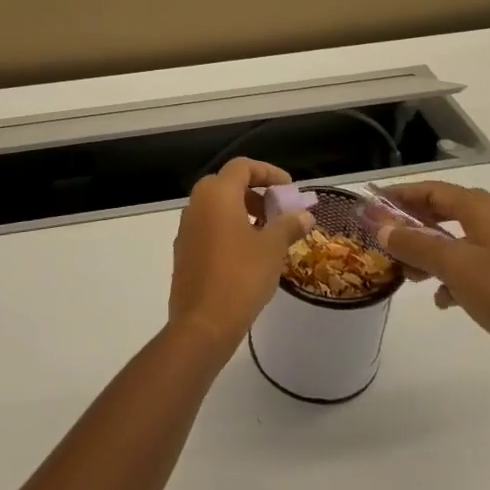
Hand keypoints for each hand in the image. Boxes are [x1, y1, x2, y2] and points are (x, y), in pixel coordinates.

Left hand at [168, 158, 313, 355]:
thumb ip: (288, 225)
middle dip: (255, 192)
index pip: (242, 166)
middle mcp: (197, 204)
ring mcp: (186, 227)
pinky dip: (228, 228)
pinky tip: (247, 253)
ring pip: (216, 206)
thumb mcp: (272, 248)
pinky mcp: (184, 250)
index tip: (289, 187)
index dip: (268, 172)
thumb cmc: (241, 276)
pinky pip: (208, 226)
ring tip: (267, 233)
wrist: (203, 323)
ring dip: (242, 211)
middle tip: (277, 210)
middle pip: (227, 184)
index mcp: (217, 194)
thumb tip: (305, 214)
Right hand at [375, 182, 489, 379]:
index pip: (434, 190)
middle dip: (413, 225)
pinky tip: (441, 299)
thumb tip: (382, 228)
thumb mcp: (454, 266)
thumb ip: (415, 244)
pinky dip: (450, 276)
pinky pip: (470, 267)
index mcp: (484, 211)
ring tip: (407, 274)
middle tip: (386, 238)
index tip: (373, 204)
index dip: (402, 194)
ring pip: (455, 242)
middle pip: (444, 213)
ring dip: (428, 253)